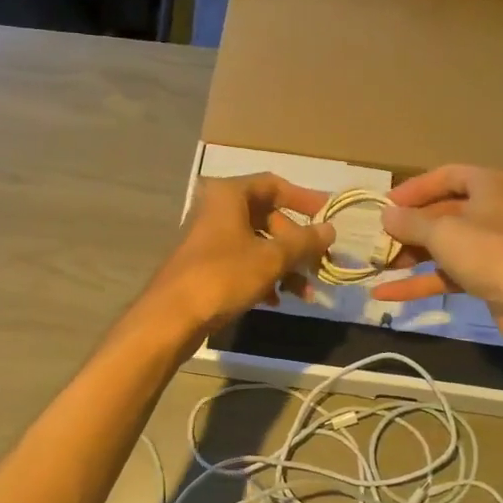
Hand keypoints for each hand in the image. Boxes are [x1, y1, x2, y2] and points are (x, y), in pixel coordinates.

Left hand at [143, 173, 333, 336]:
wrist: (172, 317)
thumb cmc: (223, 276)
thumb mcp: (271, 258)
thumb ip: (304, 242)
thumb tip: (330, 230)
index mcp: (229, 195)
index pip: (274, 184)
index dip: (304, 198)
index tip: (327, 215)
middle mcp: (217, 210)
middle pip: (268, 218)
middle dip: (297, 243)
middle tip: (318, 263)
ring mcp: (210, 239)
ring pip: (257, 244)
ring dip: (284, 265)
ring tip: (305, 292)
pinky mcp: (206, 266)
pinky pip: (243, 263)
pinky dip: (263, 277)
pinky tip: (276, 300)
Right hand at [371, 165, 502, 354]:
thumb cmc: (490, 253)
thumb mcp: (442, 232)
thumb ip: (410, 222)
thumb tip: (386, 215)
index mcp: (489, 185)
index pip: (446, 176)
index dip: (414, 189)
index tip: (385, 205)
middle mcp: (493, 209)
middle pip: (442, 212)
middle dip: (408, 228)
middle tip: (377, 239)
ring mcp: (492, 245)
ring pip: (444, 245)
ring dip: (410, 255)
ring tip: (376, 266)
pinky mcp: (489, 276)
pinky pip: (449, 272)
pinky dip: (421, 281)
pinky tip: (386, 294)